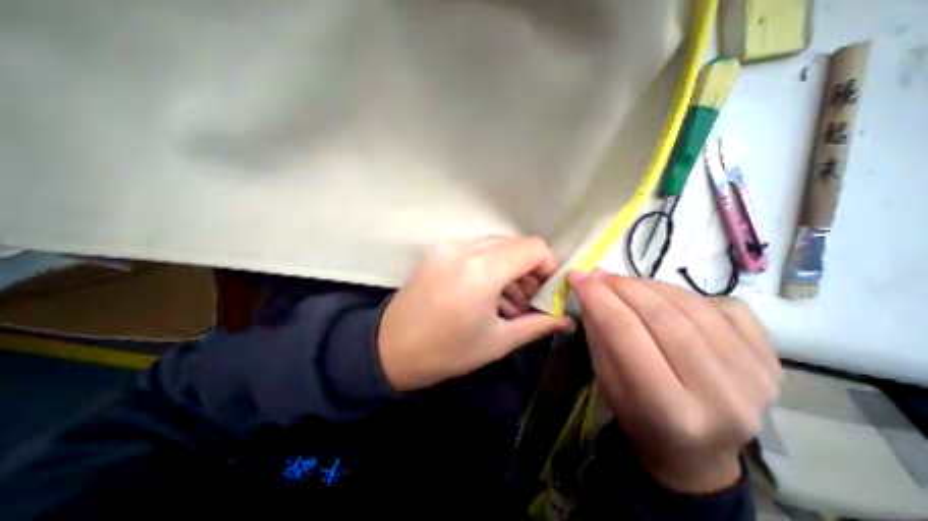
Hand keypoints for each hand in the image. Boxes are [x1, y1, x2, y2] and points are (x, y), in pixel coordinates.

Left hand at [377, 236, 574, 390]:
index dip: (548, 266)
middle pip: (515, 244)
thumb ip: (537, 324)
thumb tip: (566, 318)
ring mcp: (448, 246)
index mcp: (481, 271)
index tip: (545, 291)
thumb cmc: (446, 351)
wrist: (390, 347)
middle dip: (528, 269)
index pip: (533, 247)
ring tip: (506, 300)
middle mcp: (464, 248)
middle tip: (526, 299)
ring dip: (509, 268)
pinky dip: (489, 265)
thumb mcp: (498, 341)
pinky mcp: (438, 250)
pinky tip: (485, 292)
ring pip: (496, 245)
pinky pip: (476, 249)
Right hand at [569, 271, 776, 493]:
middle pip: (663, 318)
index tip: (577, 276)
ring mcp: (757, 378)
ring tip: (625, 282)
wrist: (696, 451)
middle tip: (599, 275)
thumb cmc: (639, 416)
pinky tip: (664, 298)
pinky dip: (686, 294)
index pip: (626, 334)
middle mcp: (721, 397)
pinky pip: (727, 308)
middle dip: (623, 287)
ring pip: (693, 307)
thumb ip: (599, 333)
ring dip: (650, 285)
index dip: (598, 298)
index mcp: (669, 410)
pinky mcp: (772, 362)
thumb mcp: (606, 379)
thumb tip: (590, 288)